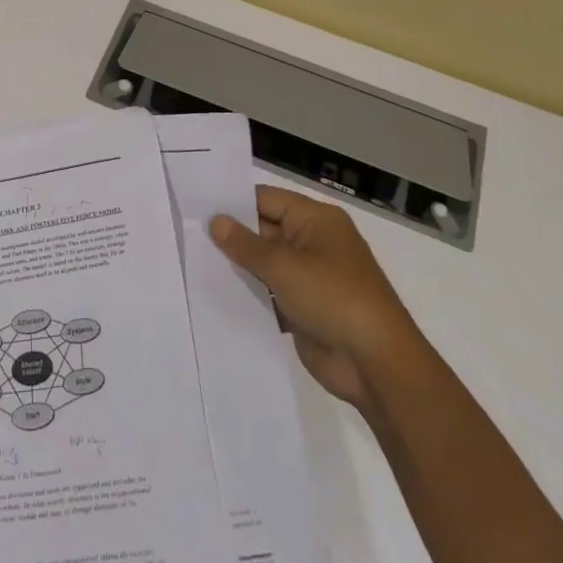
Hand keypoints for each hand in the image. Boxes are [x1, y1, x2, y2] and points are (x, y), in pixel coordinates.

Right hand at [211, 185, 424, 406]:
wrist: (375, 363)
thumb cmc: (333, 298)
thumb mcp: (284, 266)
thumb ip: (246, 244)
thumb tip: (216, 221)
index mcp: (316, 220)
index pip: (266, 199)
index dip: (233, 203)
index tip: (196, 207)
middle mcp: (313, 242)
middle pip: (264, 229)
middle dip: (231, 235)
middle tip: (187, 234)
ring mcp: (309, 276)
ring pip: (265, 263)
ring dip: (238, 266)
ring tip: (192, 261)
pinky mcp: (304, 307)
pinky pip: (270, 292)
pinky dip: (250, 292)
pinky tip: (215, 293)